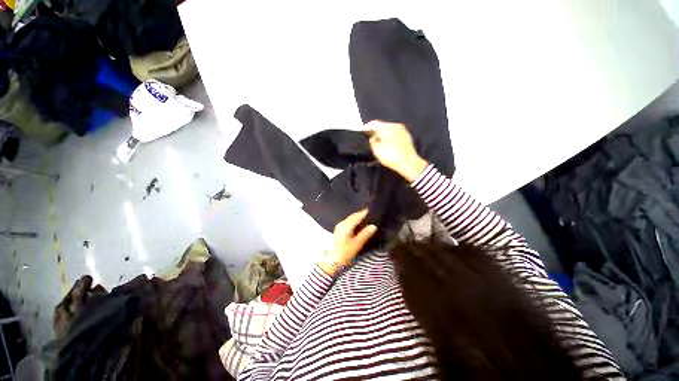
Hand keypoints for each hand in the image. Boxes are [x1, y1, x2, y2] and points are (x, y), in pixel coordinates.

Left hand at [319, 209, 376, 275]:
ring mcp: (339, 226)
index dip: (364, 212)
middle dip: (360, 213)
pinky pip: (348, 222)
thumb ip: (365, 234)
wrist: (333, 261)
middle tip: (369, 212)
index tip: (371, 209)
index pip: (357, 216)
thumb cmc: (346, 253)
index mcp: (346, 226)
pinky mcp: (338, 230)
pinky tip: (358, 223)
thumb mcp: (357, 244)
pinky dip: (353, 221)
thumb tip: (374, 226)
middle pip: (353, 216)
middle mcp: (342, 223)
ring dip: (357, 217)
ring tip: (366, 216)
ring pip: (350, 218)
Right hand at [365, 120, 428, 181]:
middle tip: (370, 139)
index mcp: (386, 127)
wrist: (409, 163)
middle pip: (382, 126)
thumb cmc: (392, 157)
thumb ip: (372, 142)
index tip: (363, 132)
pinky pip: (395, 133)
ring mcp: (402, 130)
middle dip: (375, 131)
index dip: (366, 128)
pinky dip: (390, 137)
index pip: (373, 123)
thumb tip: (372, 138)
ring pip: (389, 129)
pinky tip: (388, 144)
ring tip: (378, 142)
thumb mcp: (376, 151)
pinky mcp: (406, 136)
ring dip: (383, 134)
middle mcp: (395, 125)